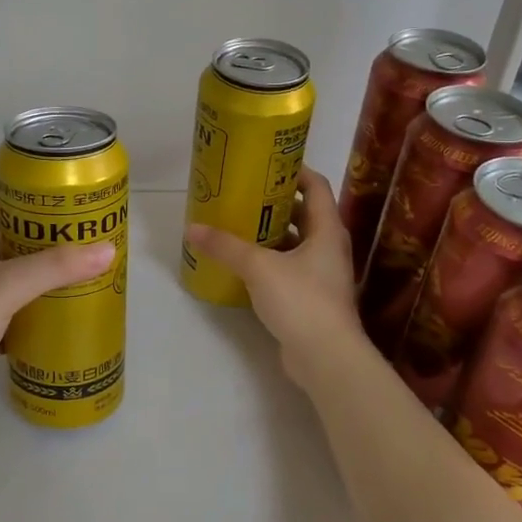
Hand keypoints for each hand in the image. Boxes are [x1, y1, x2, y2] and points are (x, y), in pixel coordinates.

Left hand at [0, 186, 115, 433]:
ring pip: (2, 286)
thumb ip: (52, 268)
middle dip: (36, 243)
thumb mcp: (0, 289)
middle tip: (80, 240)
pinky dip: (28, 319)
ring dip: (35, 283)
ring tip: (80, 277)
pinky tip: (60, 320)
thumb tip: (107, 250)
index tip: (55, 199)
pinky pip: (3, 321)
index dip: (15, 196)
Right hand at [184, 167, 363, 384]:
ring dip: (272, 234)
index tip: (266, 164)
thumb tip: (191, 228)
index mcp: (327, 230)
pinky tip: (244, 265)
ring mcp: (323, 275)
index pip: (317, 186)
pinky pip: (290, 269)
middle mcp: (329, 248)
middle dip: (276, 203)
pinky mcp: (312, 299)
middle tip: (244, 194)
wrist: (325, 356)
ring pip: (297, 244)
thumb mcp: (258, 267)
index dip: (295, 171)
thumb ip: (225, 246)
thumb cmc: (300, 299)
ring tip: (239, 226)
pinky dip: (270, 262)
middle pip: (306, 214)